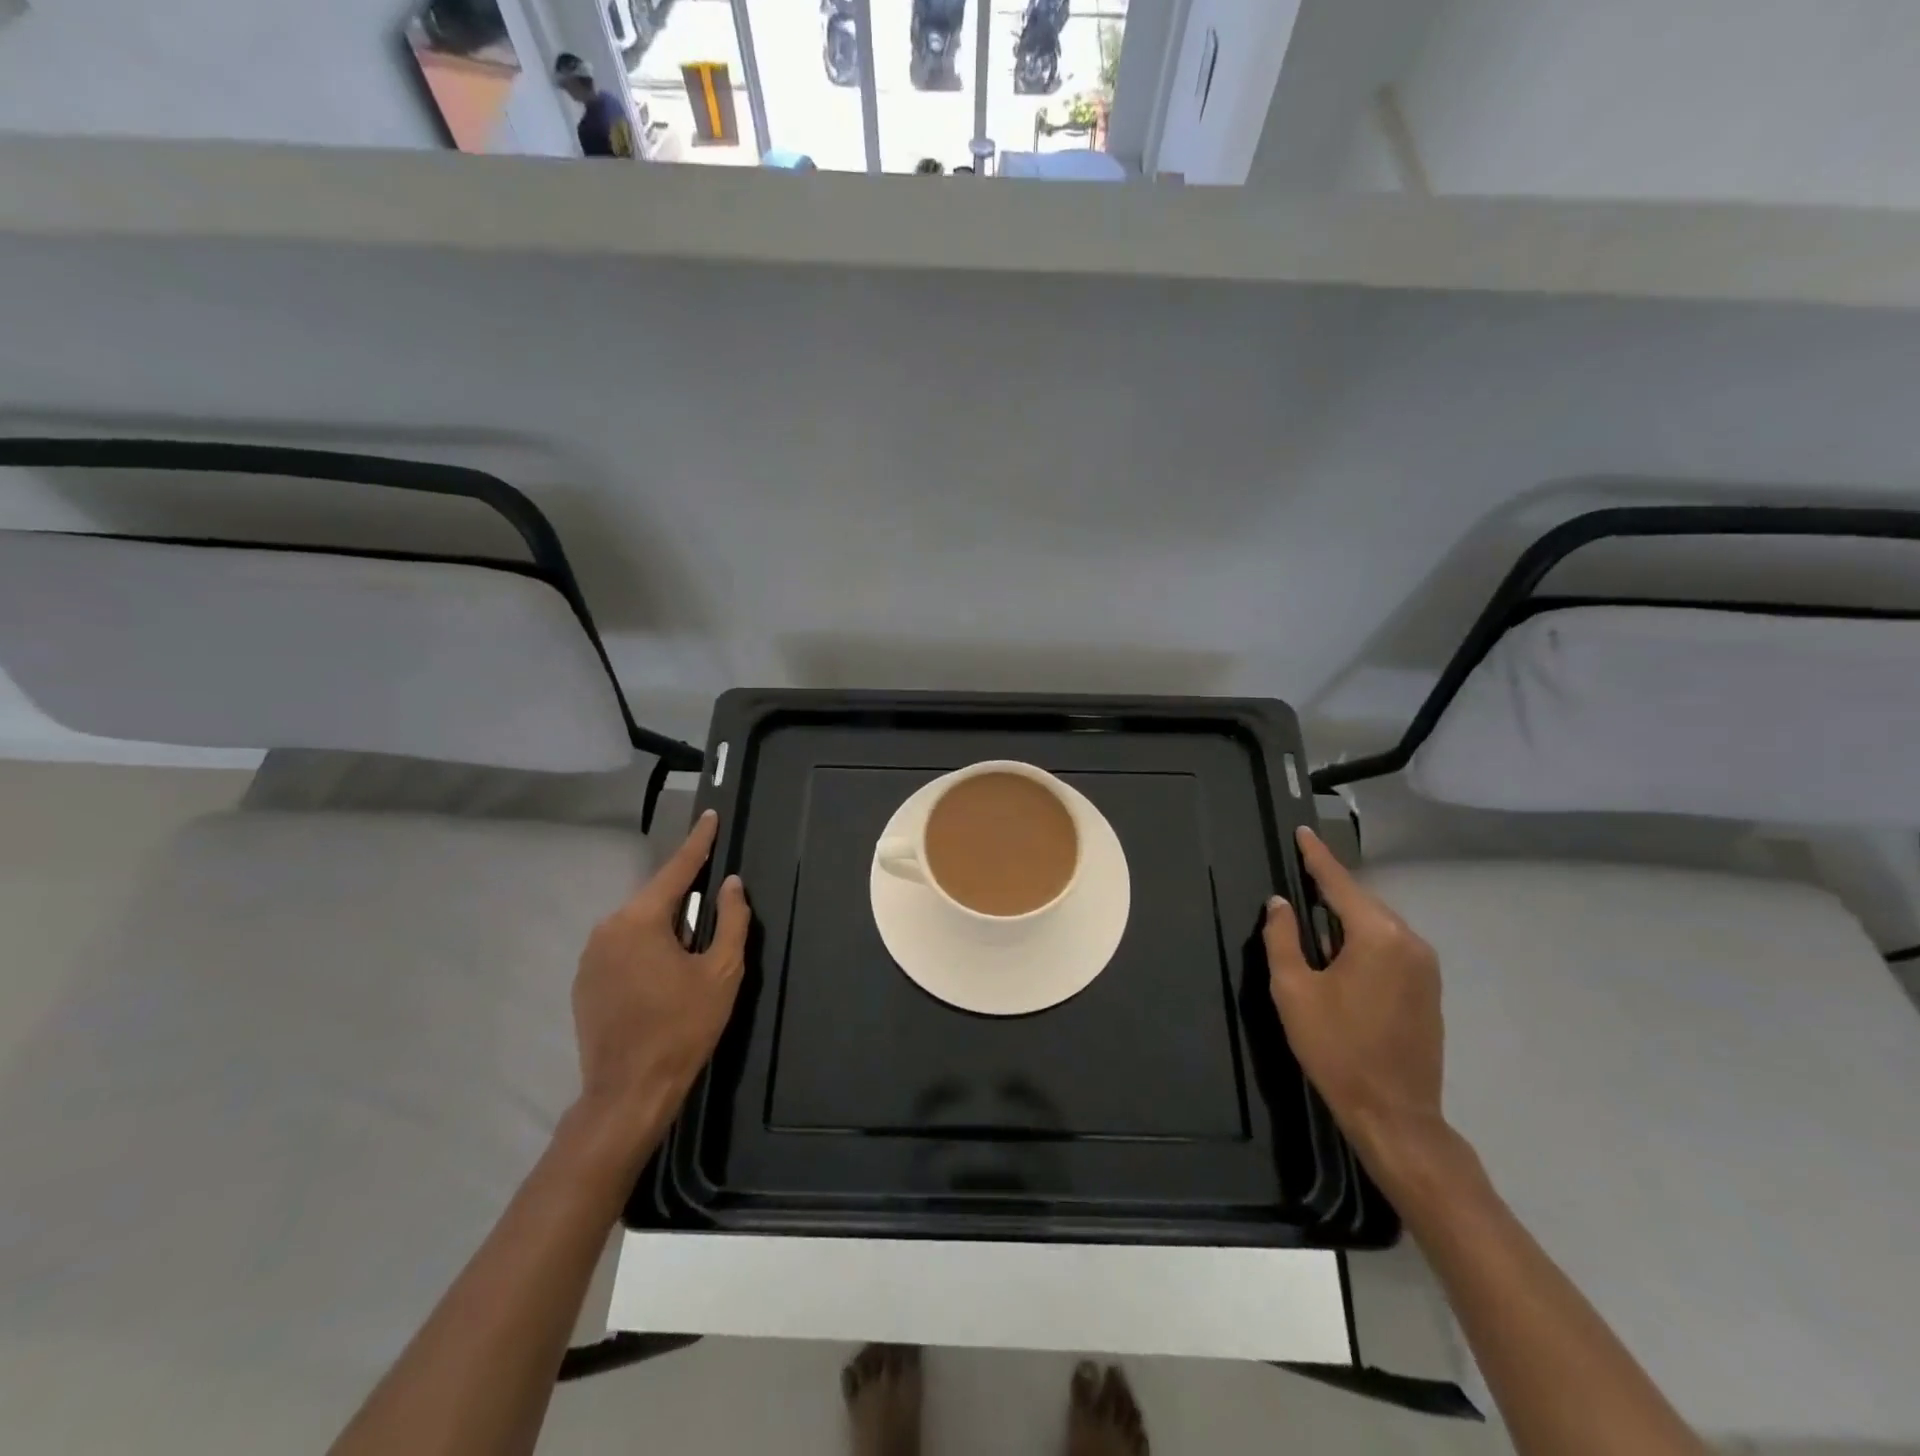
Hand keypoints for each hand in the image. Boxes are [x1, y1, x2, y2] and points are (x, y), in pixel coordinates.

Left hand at [571, 810, 748, 1140]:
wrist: (628, 1092)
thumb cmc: (683, 1027)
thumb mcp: (721, 972)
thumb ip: (731, 920)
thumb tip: (731, 884)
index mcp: (640, 921)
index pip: (676, 870)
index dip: (698, 843)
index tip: (710, 817)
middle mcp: (608, 928)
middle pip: (656, 900)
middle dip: (685, 902)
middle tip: (712, 918)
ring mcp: (590, 956)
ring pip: (638, 926)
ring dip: (665, 931)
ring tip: (690, 960)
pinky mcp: (584, 982)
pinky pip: (623, 949)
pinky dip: (646, 951)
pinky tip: (663, 980)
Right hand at [1263, 826, 1446, 1170]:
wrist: (1395, 1114)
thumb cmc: (1336, 1048)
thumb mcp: (1294, 990)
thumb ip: (1283, 938)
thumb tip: (1280, 904)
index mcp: (1377, 936)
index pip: (1339, 883)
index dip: (1316, 857)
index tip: (1302, 832)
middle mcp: (1409, 942)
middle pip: (1361, 903)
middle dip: (1329, 892)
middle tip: (1297, 879)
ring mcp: (1425, 967)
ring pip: (1376, 926)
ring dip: (1344, 920)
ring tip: (1311, 924)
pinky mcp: (1429, 990)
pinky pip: (1389, 948)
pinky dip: (1362, 942)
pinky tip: (1339, 958)